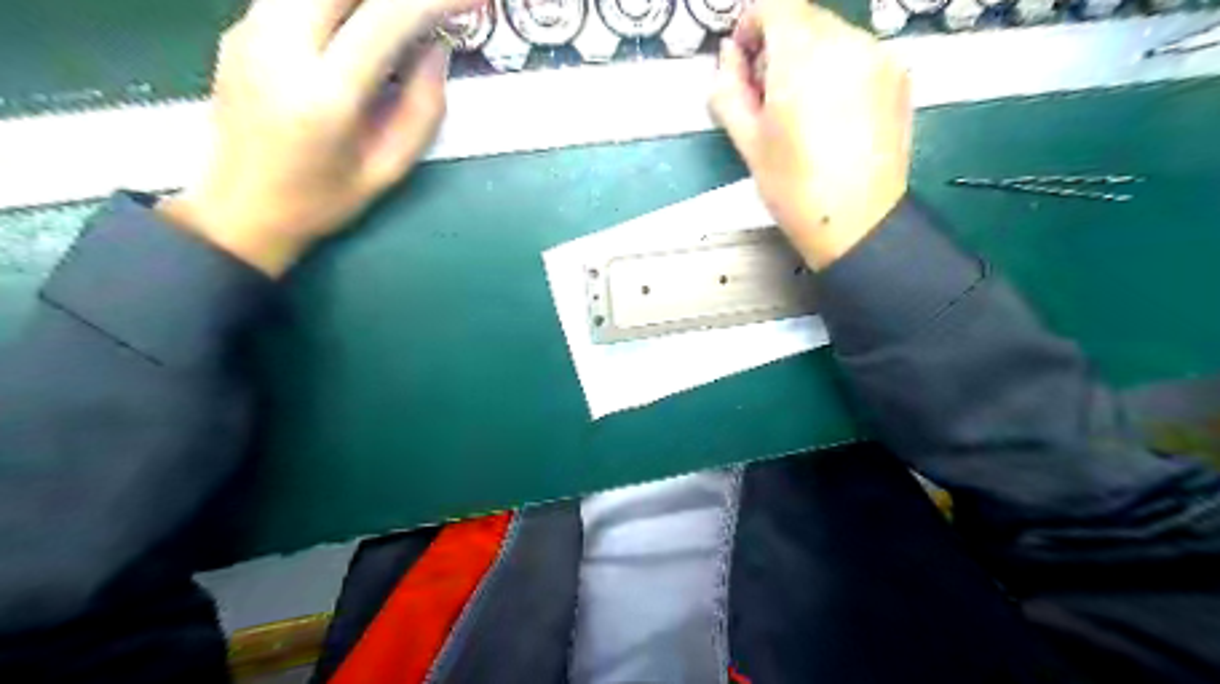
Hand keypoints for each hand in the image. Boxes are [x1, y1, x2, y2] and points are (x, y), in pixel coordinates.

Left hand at [167, 0, 475, 274]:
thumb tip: (438, 47)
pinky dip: (339, 1)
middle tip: (430, 7)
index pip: (387, 16)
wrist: (240, 208)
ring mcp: (251, 28)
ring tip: (400, 17)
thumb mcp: (389, 168)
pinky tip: (360, 22)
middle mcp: (280, 43)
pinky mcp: (240, 26)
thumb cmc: (323, 199)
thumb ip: (423, 108)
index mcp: (325, 93)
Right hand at [713, 0, 908, 272]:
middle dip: (779, 45)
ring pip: (831, 35)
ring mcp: (880, 57)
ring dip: (808, 57)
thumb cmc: (796, 188)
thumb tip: (729, 56)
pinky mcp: (899, 76)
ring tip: (799, 110)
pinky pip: (857, 55)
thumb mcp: (747, 142)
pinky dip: (836, 70)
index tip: (744, 58)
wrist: (857, 223)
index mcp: (804, 56)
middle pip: (804, 17)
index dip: (751, 24)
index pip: (773, 3)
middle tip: (766, 93)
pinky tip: (829, 114)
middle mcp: (848, 42)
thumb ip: (728, 89)